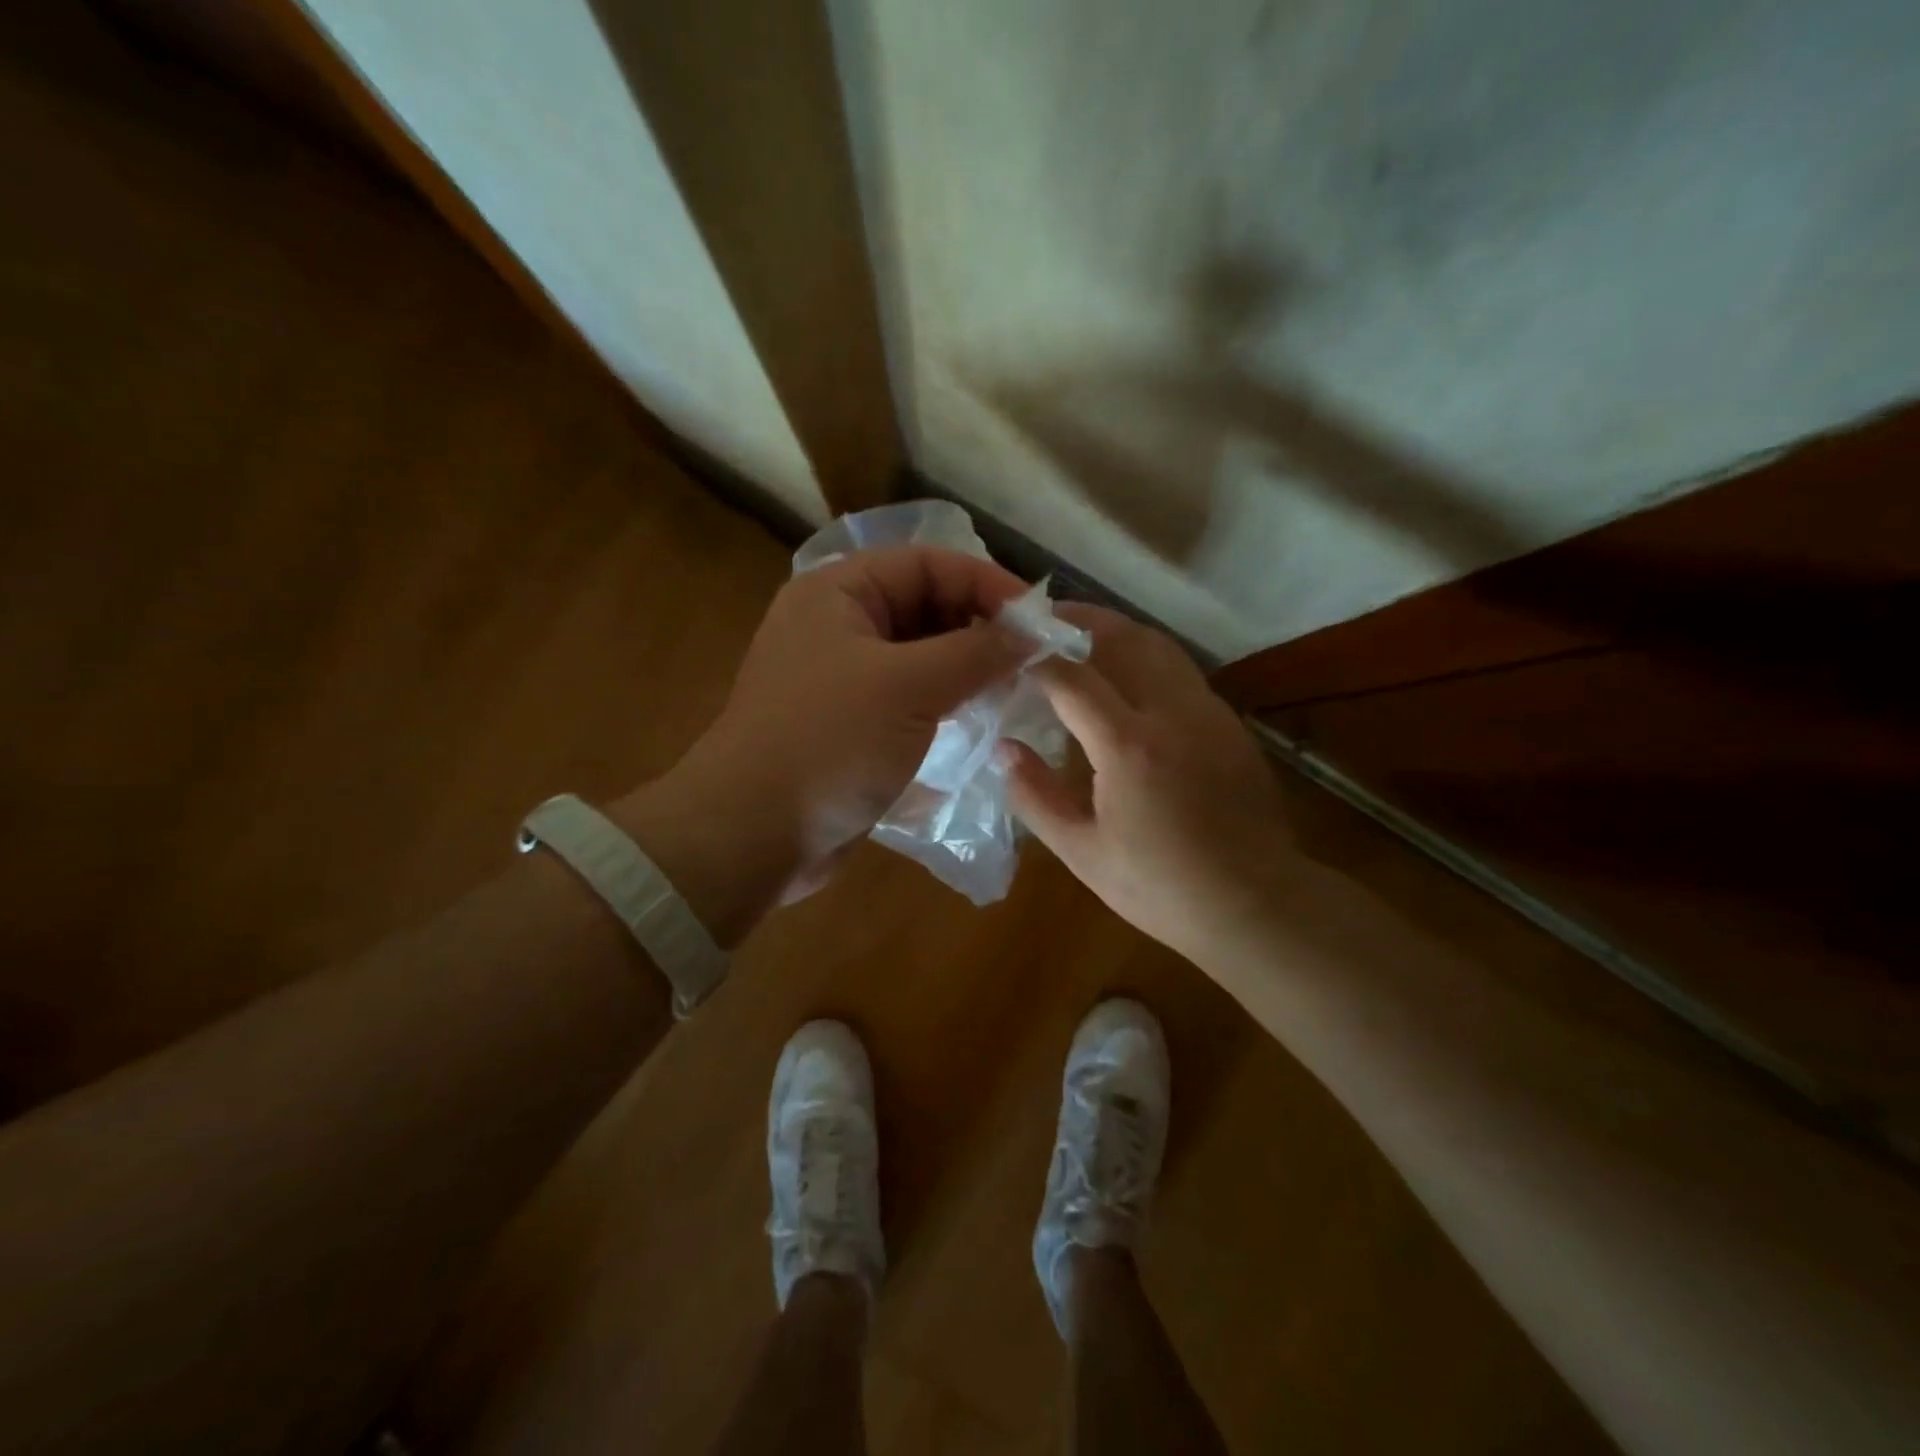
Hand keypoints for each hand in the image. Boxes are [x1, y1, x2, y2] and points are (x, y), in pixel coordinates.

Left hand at [614, 546, 1030, 940]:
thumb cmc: (829, 743)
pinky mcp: (849, 725)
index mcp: (838, 592)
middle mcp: (837, 626)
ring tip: (1013, 691)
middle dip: (980, 629)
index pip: (928, 564)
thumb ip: (976, 653)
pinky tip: (978, 722)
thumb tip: (1032, 635)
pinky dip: (944, 704)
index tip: (1040, 621)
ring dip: (965, 670)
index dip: (988, 584)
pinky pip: (908, 699)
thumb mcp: (909, 687)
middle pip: (925, 607)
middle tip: (1032, 662)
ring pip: (920, 657)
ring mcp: (841, 678)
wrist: (752, 835)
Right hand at [1004, 606, 1294, 965]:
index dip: (1037, 657)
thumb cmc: (1160, 887)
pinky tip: (1129, 680)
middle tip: (1046, 617)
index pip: (1072, 677)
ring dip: (1118, 632)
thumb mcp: (1082, 852)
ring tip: (1083, 635)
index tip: (1010, 648)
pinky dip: (1147, 659)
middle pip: (1125, 638)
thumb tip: (1004, 748)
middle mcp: (1172, 713)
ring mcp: (1209, 714)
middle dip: (1082, 620)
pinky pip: (1181, 673)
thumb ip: (1036, 795)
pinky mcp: (1230, 725)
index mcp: (1128, 745)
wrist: (1255, 904)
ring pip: (1160, 647)